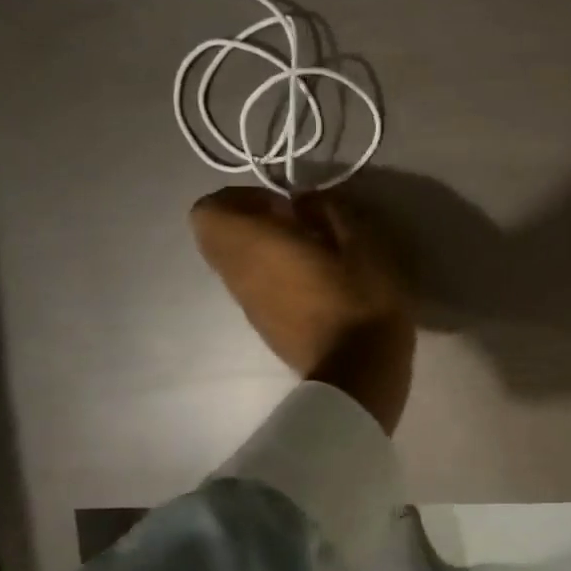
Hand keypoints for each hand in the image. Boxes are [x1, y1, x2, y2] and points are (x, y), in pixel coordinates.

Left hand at [190, 187, 414, 433]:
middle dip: (248, 223)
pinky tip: (315, 285)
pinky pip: (254, 289)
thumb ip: (329, 211)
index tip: (282, 204)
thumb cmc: (361, 301)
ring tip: (310, 255)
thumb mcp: (363, 244)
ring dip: (263, 251)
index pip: (208, 211)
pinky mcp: (264, 327)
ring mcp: (248, 306)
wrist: (360, 373)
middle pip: (215, 238)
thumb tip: (304, 202)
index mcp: (255, 246)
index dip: (239, 198)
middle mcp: (239, 275)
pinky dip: (273, 277)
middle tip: (293, 225)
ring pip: (235, 265)